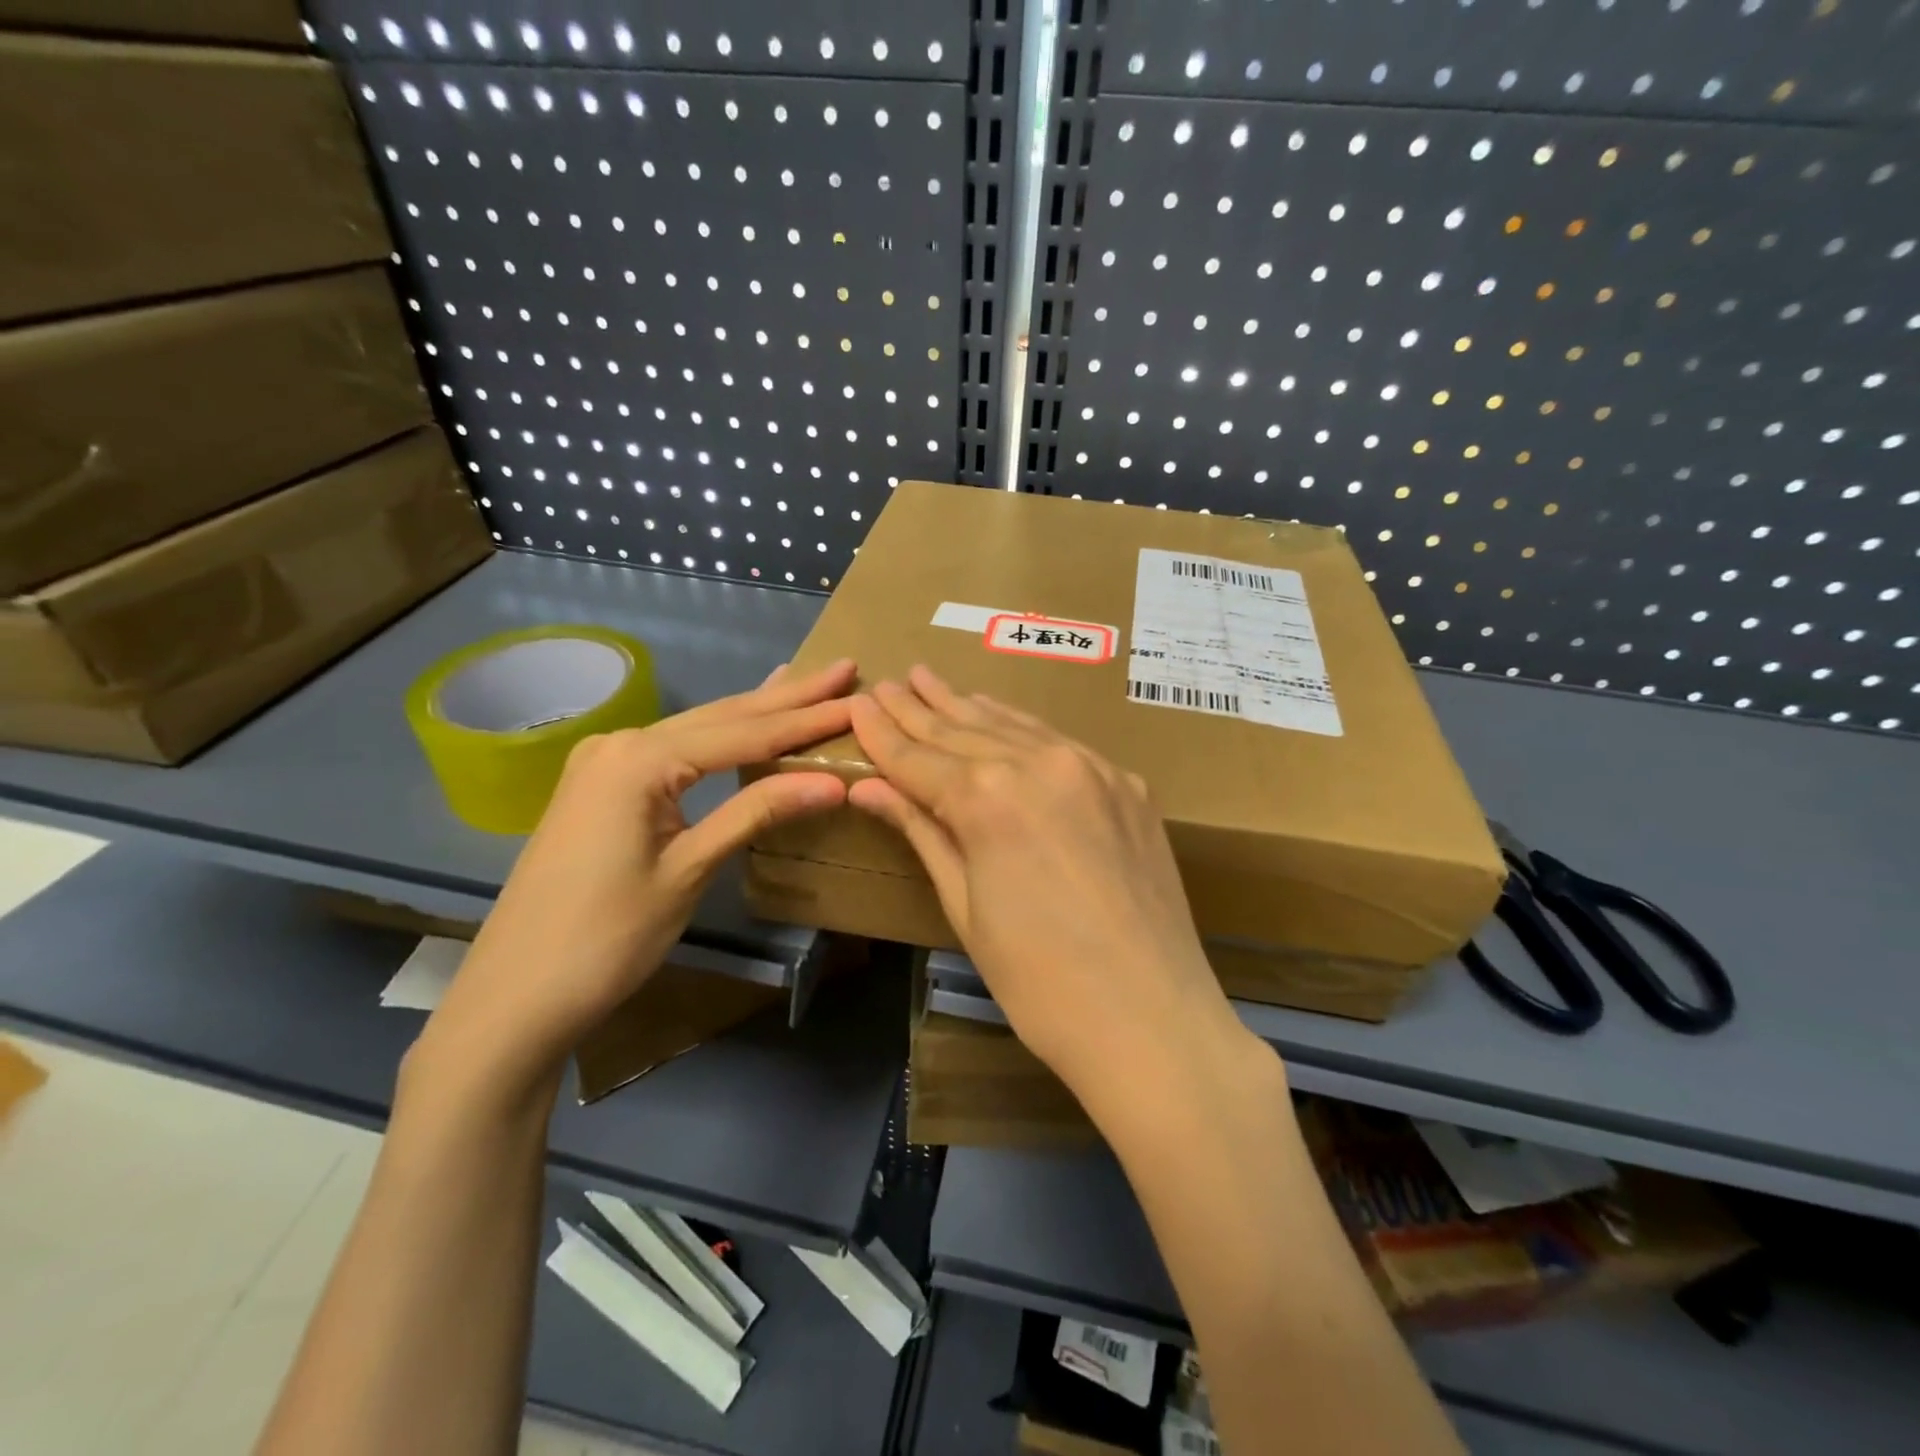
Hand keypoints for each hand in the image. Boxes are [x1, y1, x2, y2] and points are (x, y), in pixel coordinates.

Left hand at [409, 659, 857, 1098]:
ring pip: (698, 729)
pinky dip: (719, 735)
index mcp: (641, 759)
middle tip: (842, 671)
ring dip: (755, 711)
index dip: (805, 720)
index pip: (744, 733)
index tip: (856, 700)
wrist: (515, 994)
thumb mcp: (689, 870)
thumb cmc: (605, 937)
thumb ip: (756, 813)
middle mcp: (621, 744)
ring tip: (805, 684)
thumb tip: (831, 783)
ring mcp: (605, 763)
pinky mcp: (601, 787)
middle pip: (722, 717)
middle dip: (787, 697)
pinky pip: (675, 749)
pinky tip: (738, 718)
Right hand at [847, 666, 1245, 1097]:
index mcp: (988, 798)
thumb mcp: (965, 908)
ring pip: (1012, 725)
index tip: (858, 704)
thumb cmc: (1039, 982)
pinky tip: (1000, 717)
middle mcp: (1039, 763)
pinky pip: (1059, 742)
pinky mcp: (1127, 783)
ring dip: (967, 706)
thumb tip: (871, 788)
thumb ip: (923, 833)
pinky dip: (1020, 728)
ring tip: (931, 681)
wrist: (1152, 1020)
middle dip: (918, 708)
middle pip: (963, 730)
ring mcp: (1091, 768)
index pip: (919, 757)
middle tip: (888, 681)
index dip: (883, 733)